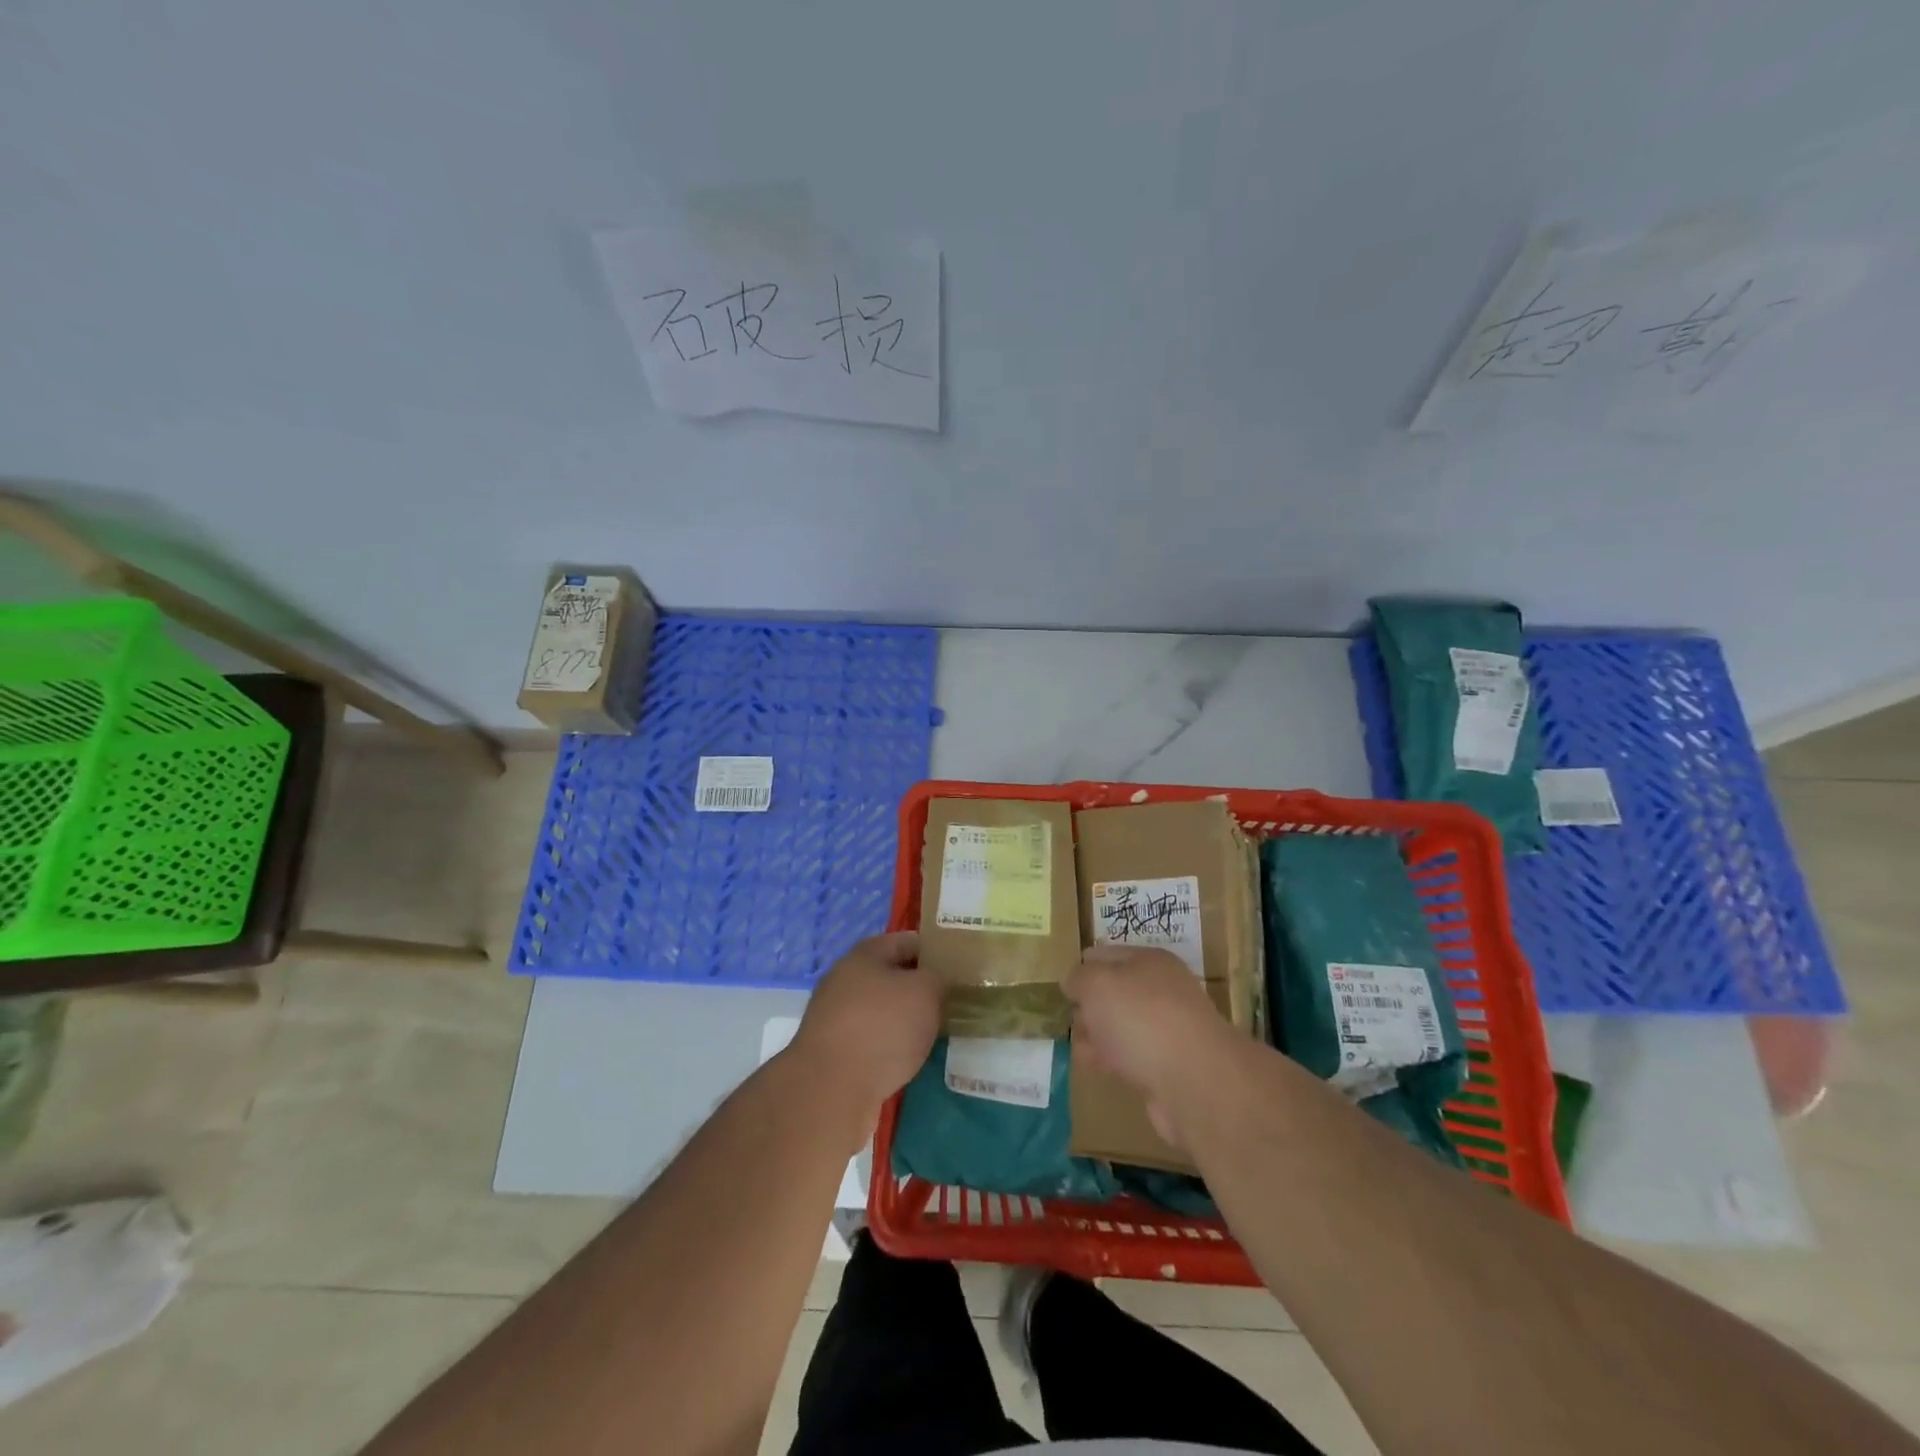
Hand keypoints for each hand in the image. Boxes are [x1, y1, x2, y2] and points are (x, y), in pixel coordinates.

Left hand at [791, 932, 942, 1109]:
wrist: (831, 1090)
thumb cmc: (882, 1027)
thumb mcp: (926, 991)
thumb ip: (939, 978)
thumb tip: (939, 981)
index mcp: (864, 954)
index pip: (907, 941)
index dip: (936, 950)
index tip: (961, 967)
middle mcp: (845, 980)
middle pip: (893, 977)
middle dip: (922, 989)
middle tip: (954, 1003)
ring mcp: (835, 1018)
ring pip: (883, 1011)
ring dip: (907, 1021)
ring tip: (939, 1034)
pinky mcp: (833, 1053)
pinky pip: (872, 1041)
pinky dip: (892, 1048)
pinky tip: (912, 1060)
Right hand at [1065, 944, 1238, 1144]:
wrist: (1193, 1080)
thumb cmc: (1140, 1018)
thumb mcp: (1096, 983)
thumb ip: (1078, 978)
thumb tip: (1074, 983)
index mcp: (1148, 961)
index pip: (1105, 954)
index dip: (1081, 967)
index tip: (1062, 987)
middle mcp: (1162, 990)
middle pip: (1114, 992)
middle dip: (1089, 1006)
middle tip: (1072, 1020)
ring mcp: (1168, 1029)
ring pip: (1121, 1025)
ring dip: (1099, 1036)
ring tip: (1082, 1048)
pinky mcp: (1168, 1065)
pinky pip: (1131, 1056)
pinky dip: (1114, 1060)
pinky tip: (1099, 1068)